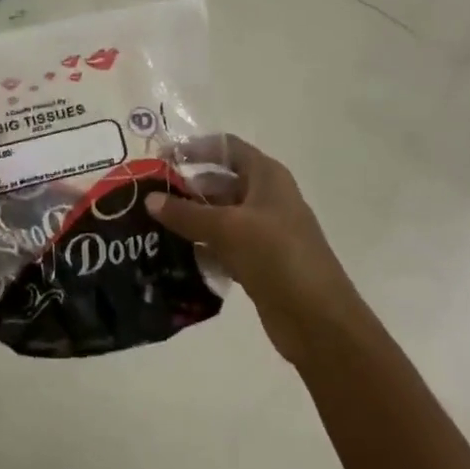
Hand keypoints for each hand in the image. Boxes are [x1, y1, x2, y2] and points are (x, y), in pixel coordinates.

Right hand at [146, 135, 356, 366]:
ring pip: (220, 216)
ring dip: (191, 220)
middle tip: (150, 197)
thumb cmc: (277, 257)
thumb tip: (149, 199)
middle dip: (187, 188)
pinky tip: (175, 255)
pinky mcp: (259, 261)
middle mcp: (266, 197)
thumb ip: (186, 213)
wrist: (319, 321)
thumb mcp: (227, 228)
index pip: (226, 147)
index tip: (161, 159)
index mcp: (267, 176)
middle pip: (220, 182)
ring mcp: (264, 231)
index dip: (195, 148)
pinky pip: (224, 245)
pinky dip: (203, 246)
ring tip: (154, 226)